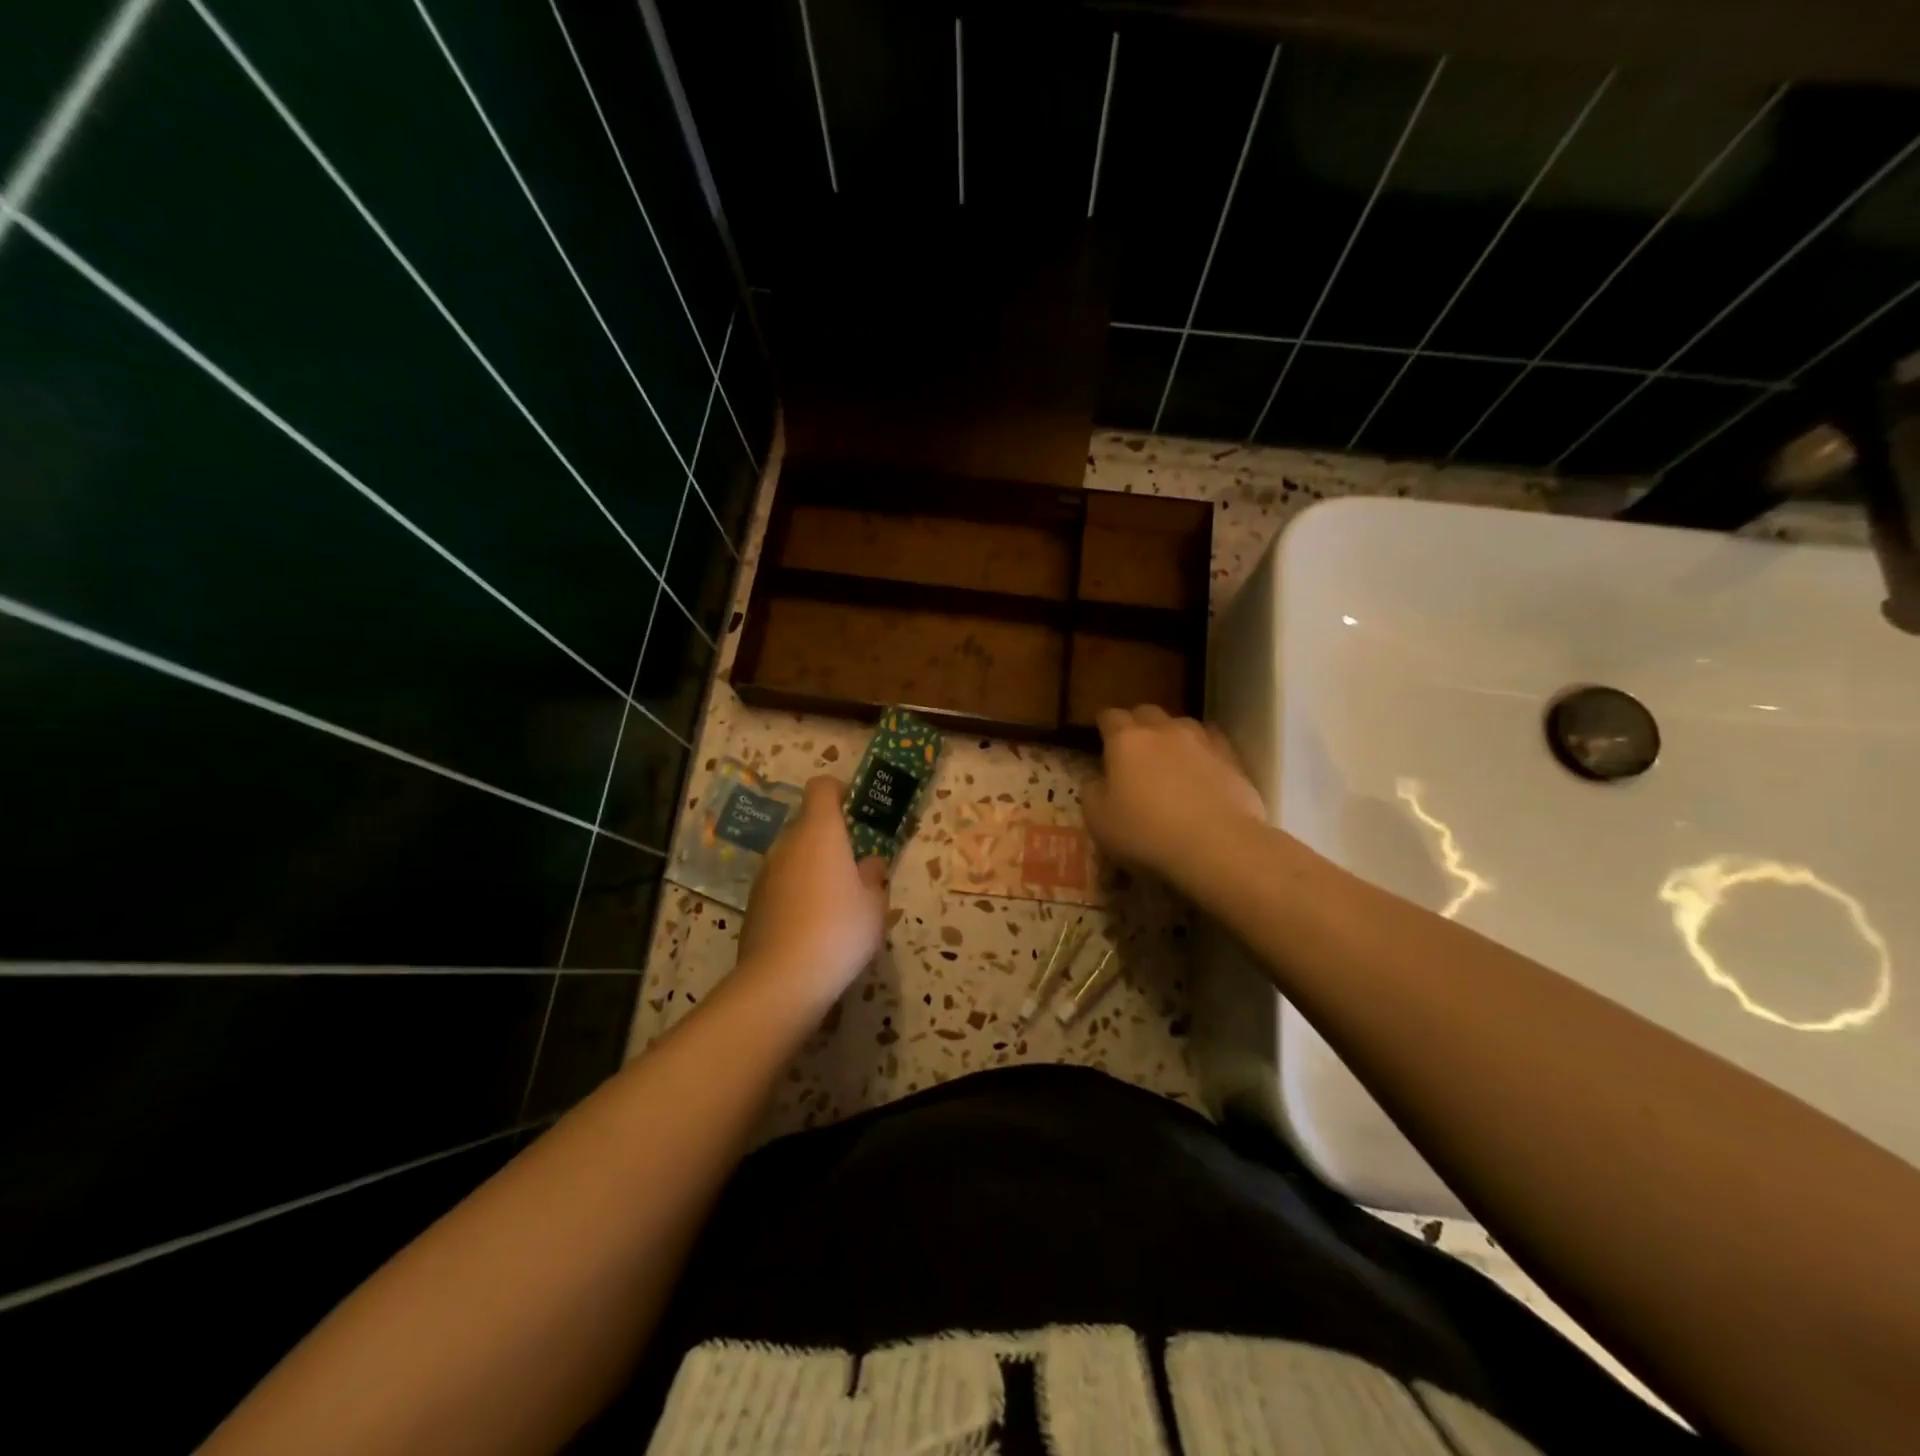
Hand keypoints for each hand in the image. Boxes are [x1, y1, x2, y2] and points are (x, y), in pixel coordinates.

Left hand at [736, 775, 888, 1007]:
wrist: (782, 980)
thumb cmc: (839, 930)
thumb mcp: (874, 905)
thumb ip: (874, 876)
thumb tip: (869, 863)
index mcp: (820, 832)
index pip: (822, 788)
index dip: (839, 792)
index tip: (856, 811)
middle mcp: (787, 844)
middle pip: (807, 824)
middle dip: (829, 838)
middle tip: (853, 867)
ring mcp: (765, 873)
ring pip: (792, 855)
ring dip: (811, 866)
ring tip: (834, 901)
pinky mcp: (753, 902)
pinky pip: (780, 883)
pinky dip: (795, 891)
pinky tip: (811, 925)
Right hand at [1082, 706, 1266, 886]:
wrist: (1218, 845)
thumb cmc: (1147, 833)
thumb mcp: (1098, 820)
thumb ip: (1092, 792)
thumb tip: (1097, 780)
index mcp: (1126, 740)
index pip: (1109, 716)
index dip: (1103, 725)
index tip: (1100, 737)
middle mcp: (1163, 730)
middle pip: (1146, 712)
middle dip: (1136, 724)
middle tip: (1132, 749)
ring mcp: (1201, 740)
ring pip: (1180, 724)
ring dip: (1170, 735)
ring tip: (1169, 758)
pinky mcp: (1231, 758)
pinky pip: (1211, 742)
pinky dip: (1201, 750)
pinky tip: (1201, 768)